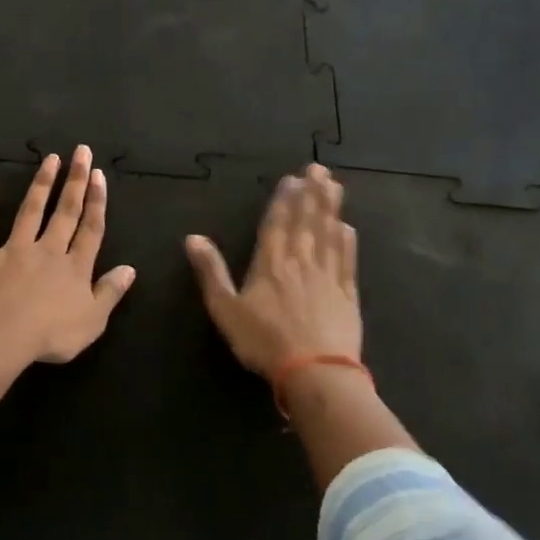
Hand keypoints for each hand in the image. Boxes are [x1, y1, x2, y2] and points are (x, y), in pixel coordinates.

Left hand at [0, 146, 137, 364]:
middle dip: (75, 181)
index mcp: (75, 267)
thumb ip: (110, 292)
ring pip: (31, 211)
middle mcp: (48, 250)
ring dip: (41, 184)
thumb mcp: (93, 320)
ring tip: (50, 159)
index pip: (91, 228)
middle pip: (65, 211)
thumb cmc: (52, 334)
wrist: (2, 335)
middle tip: (80, 151)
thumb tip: (130, 269)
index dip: (96, 201)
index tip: (98, 174)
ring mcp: (15, 249)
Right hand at [185, 163, 360, 376]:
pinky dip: (347, 240)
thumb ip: (211, 272)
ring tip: (334, 185)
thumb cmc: (264, 341)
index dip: (284, 199)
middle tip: (318, 168)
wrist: (315, 371)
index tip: (292, 177)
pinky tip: (347, 227)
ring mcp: (327, 276)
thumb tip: (192, 237)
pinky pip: (347, 259)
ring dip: (331, 208)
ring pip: (329, 234)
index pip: (277, 223)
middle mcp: (300, 262)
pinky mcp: (347, 294)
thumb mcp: (225, 309)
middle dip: (311, 193)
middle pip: (306, 221)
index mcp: (270, 264)